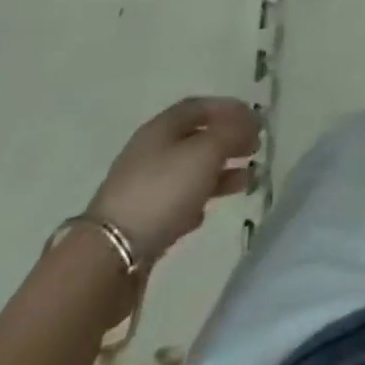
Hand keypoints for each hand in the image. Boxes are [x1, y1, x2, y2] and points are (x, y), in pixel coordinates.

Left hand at [86, 96, 259, 265]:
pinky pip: (176, 202)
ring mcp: (143, 187)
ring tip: (246, 181)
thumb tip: (250, 124)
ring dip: (219, 172)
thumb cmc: (162, 191)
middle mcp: (150, 151)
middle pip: (196, 138)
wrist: (108, 257)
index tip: (256, 120)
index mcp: (162, 127)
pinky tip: (207, 212)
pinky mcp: (140, 221)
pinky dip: (197, 200)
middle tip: (255, 149)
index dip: (230, 109)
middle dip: (228, 141)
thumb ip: (232, 133)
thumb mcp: (205, 152)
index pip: (200, 106)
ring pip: (189, 171)